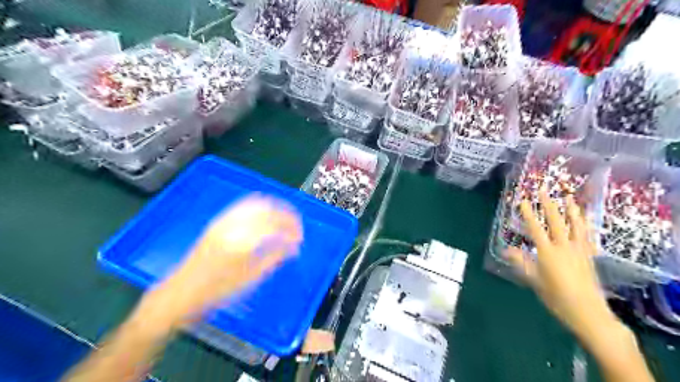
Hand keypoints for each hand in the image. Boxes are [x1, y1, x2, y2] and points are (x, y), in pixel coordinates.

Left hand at [142, 194, 302, 327]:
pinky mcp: (218, 222)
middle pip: (268, 210)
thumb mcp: (250, 278)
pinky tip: (266, 214)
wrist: (182, 292)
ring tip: (285, 217)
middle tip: (296, 227)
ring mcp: (224, 221)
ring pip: (256, 203)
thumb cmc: (217, 291)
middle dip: (286, 215)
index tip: (299, 239)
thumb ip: (274, 258)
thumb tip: (293, 248)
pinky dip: (260, 206)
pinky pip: (243, 205)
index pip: (275, 226)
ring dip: (274, 207)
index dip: (291, 230)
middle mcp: (233, 225)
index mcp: (242, 242)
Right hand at [504, 192, 616, 341]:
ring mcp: (579, 250)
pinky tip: (586, 217)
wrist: (588, 312)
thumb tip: (506, 250)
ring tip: (568, 197)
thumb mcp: (534, 281)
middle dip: (549, 205)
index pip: (535, 229)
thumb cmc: (556, 297)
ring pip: (575, 225)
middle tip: (544, 190)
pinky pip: (587, 235)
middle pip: (556, 221)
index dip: (528, 214)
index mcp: (547, 253)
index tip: (523, 200)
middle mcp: (564, 247)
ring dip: (571, 209)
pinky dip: (585, 224)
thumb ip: (522, 263)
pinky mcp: (589, 255)